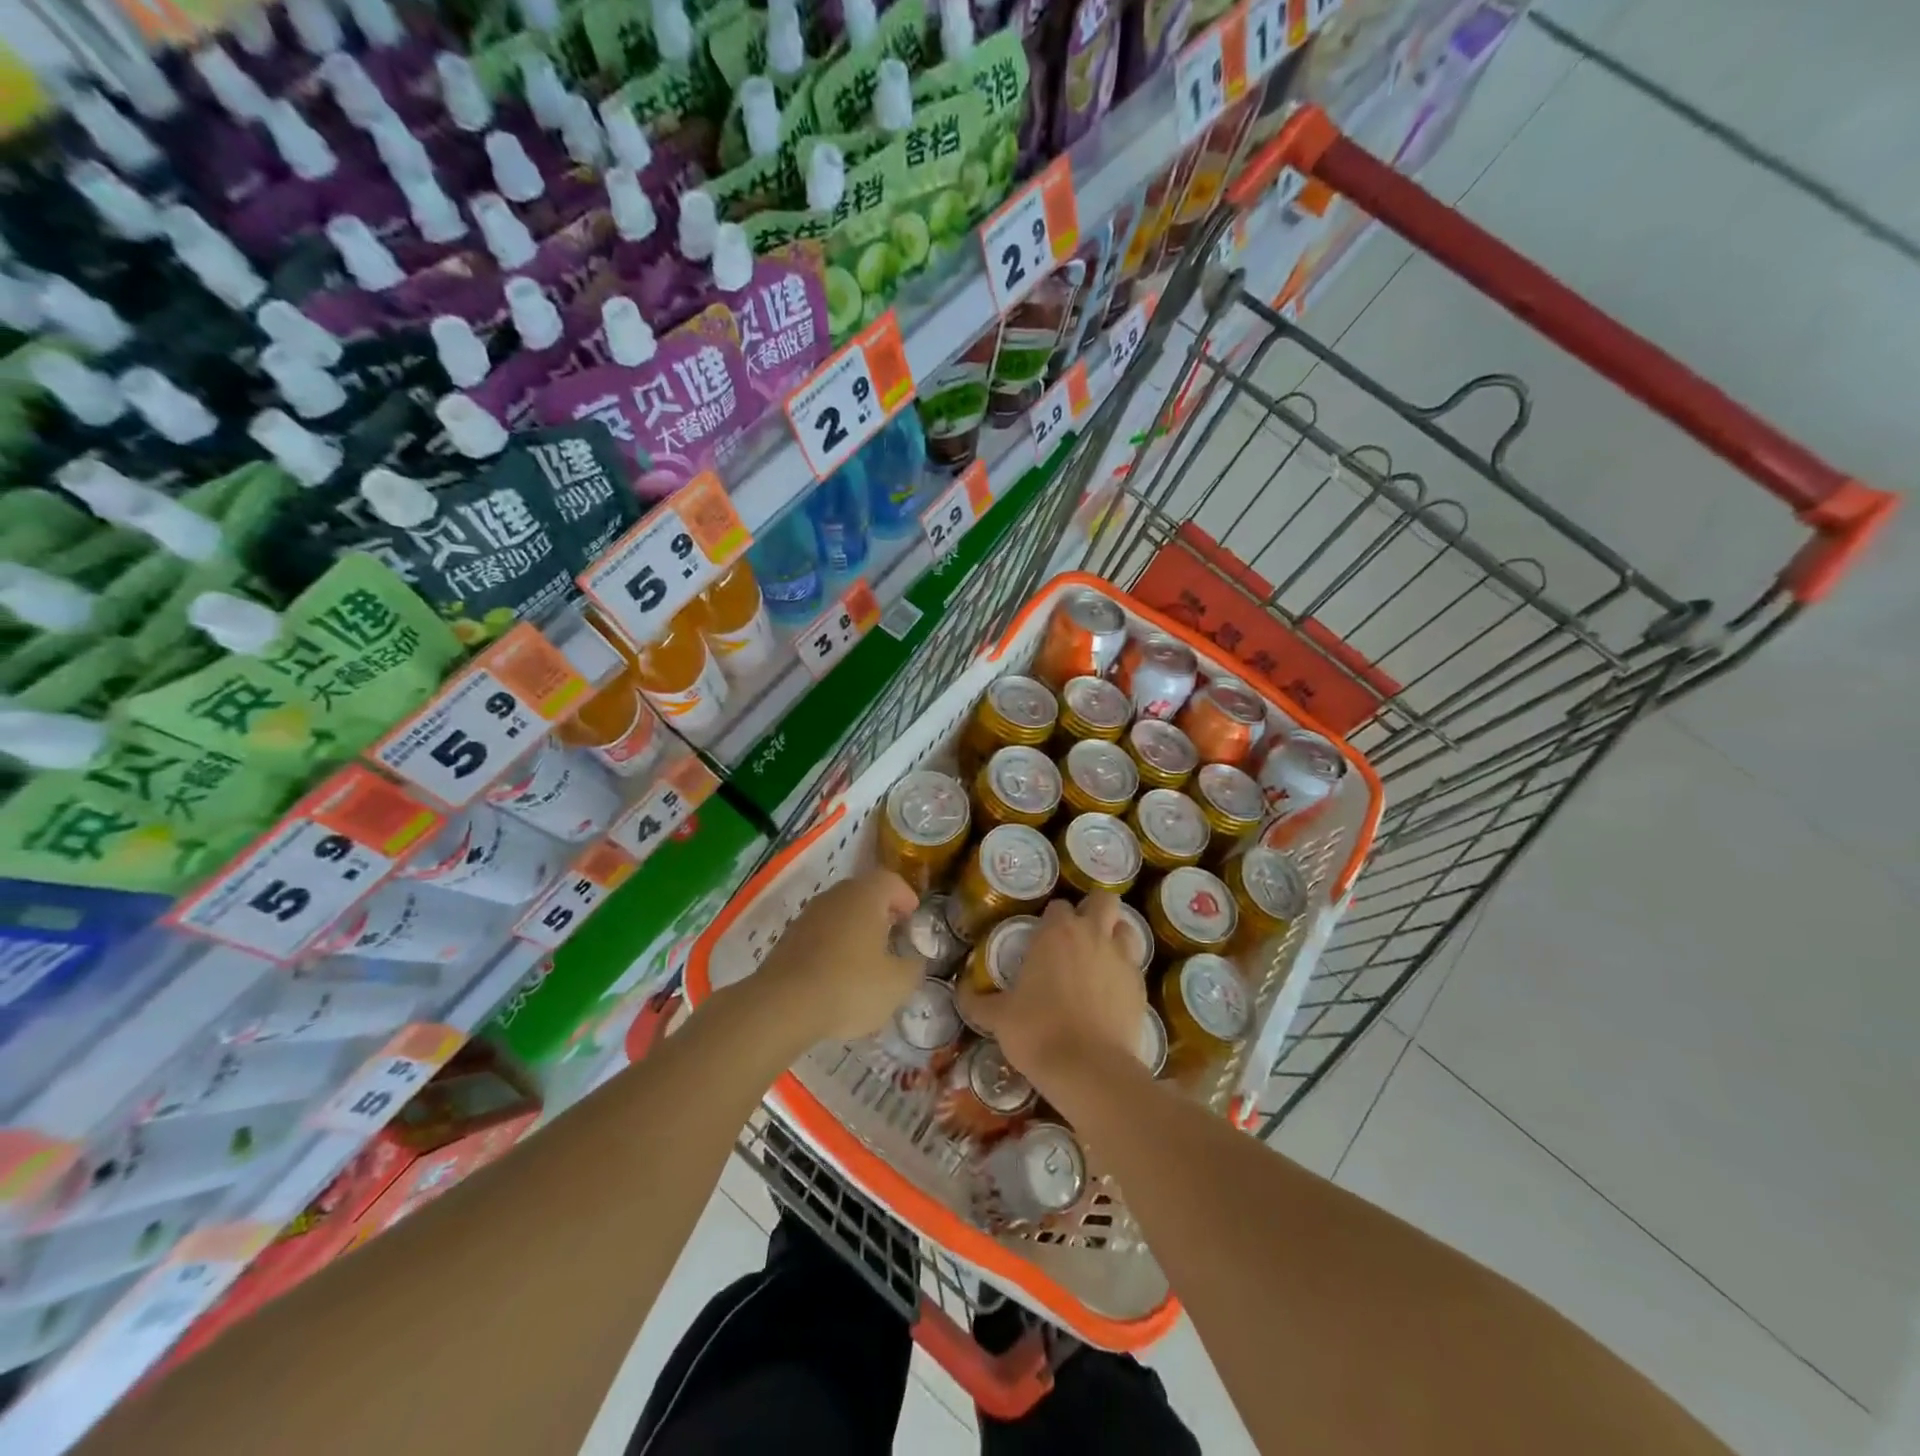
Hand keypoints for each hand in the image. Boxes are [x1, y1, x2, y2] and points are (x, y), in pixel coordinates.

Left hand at [754, 869, 922, 1042]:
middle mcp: (835, 896)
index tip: (913, 918)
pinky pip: (820, 933)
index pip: (890, 881)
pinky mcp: (788, 938)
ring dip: (855, 929)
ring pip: (840, 913)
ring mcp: (808, 915)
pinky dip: (833, 945)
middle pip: (863, 893)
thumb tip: (914, 961)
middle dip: (881, 912)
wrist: (783, 1006)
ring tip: (867, 959)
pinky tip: (838, 975)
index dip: (905, 897)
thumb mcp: (898, 984)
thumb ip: (913, 967)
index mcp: (865, 896)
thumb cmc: (850, 986)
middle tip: (894, 935)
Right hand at [956, 893, 1147, 1104]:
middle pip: (1103, 900)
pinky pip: (1135, 965)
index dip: (1052, 918)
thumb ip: (978, 1001)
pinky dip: (1125, 971)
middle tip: (1080, 932)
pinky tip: (1112, 991)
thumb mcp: (998, 1018)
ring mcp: (1122, 958)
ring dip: (1116, 935)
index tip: (1044, 936)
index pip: (1058, 906)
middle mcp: (1092, 934)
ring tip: (1101, 956)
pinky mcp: (1141, 985)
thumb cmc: (1037, 1033)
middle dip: (1094, 909)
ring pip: (1127, 928)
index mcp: (1057, 933)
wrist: (1089, 1070)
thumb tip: (960, 992)